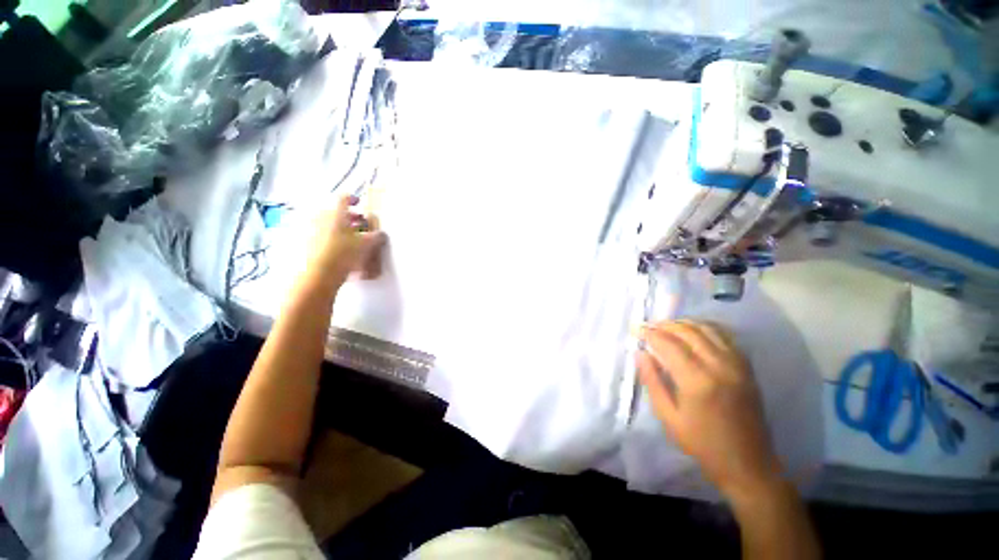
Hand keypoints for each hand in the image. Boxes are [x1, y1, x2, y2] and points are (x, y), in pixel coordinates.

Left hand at [306, 195, 386, 285]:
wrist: (317, 274)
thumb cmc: (344, 253)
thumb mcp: (367, 244)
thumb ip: (376, 236)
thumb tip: (380, 234)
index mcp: (336, 212)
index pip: (344, 197)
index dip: (353, 199)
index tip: (359, 203)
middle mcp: (320, 216)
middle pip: (335, 211)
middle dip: (348, 216)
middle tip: (359, 224)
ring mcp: (309, 229)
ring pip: (327, 223)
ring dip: (339, 227)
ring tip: (350, 239)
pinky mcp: (304, 242)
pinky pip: (319, 234)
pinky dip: (330, 238)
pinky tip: (339, 250)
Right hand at [637, 320, 780, 497]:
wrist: (748, 463)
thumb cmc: (702, 444)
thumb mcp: (668, 417)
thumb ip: (652, 381)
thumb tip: (640, 353)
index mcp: (697, 381)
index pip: (669, 344)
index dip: (649, 333)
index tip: (635, 328)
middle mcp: (719, 366)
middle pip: (688, 331)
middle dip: (664, 325)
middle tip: (648, 326)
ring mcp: (737, 364)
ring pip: (707, 329)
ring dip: (683, 324)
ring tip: (666, 327)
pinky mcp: (747, 367)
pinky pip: (725, 336)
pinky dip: (705, 328)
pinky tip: (693, 332)